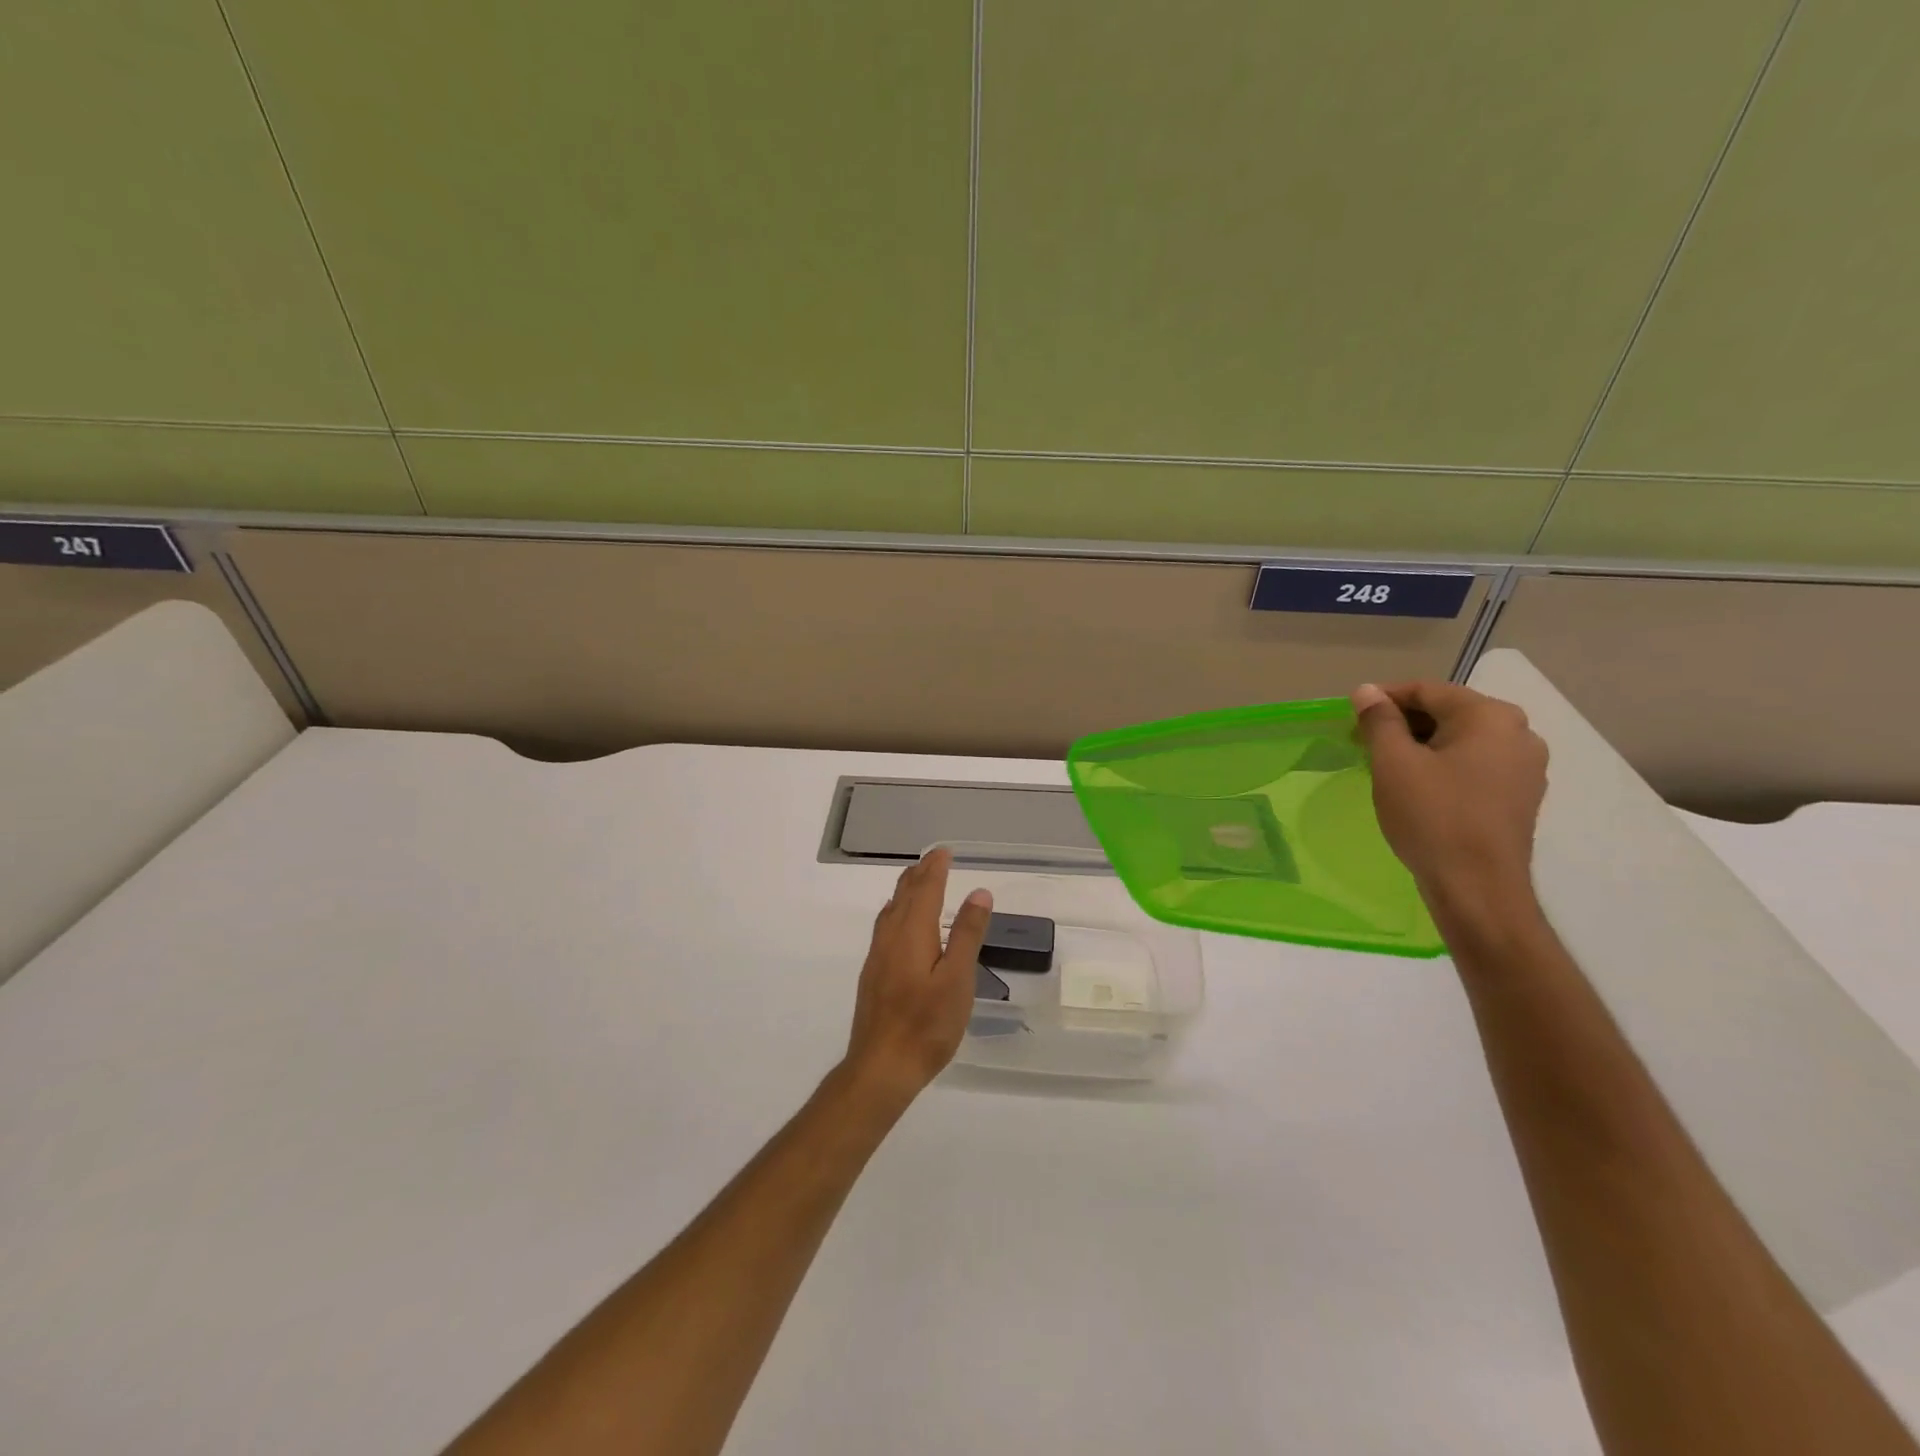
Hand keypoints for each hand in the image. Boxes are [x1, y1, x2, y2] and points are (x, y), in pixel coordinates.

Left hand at [842, 849, 993, 1106]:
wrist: (881, 1066)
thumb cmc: (927, 1024)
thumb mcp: (957, 979)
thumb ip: (966, 934)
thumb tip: (979, 892)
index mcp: (912, 933)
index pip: (924, 890)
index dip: (935, 869)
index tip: (944, 851)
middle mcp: (890, 937)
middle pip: (903, 896)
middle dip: (920, 874)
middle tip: (933, 858)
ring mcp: (877, 956)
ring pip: (891, 911)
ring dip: (906, 890)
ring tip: (917, 880)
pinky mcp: (873, 975)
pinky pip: (885, 927)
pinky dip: (897, 911)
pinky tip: (900, 923)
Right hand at [1352, 681, 1548, 929]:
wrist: (1477, 887)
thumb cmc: (1432, 816)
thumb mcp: (1393, 763)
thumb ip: (1379, 721)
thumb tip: (1366, 691)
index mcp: (1489, 716)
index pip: (1428, 690)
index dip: (1384, 698)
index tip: (1351, 714)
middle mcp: (1518, 732)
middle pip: (1448, 712)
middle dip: (1403, 722)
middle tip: (1364, 741)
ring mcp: (1525, 767)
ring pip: (1462, 740)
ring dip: (1422, 745)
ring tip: (1386, 765)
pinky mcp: (1520, 796)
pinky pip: (1475, 765)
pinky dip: (1443, 766)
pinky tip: (1417, 787)